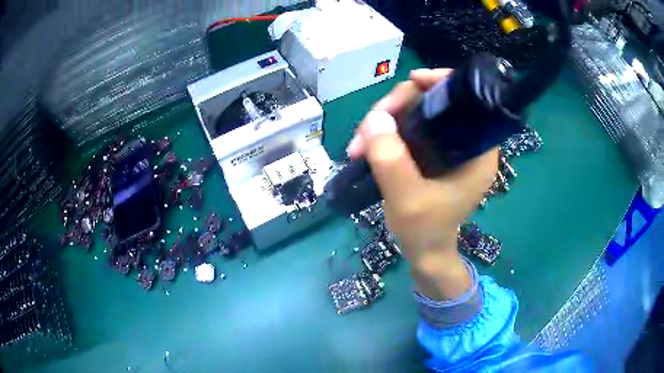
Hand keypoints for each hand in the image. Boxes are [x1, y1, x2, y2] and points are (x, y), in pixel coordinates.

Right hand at [347, 69, 498, 299]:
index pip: (466, 100)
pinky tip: (366, 146)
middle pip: (432, 102)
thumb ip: (392, 160)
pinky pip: (408, 128)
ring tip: (357, 146)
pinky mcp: (431, 153)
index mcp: (478, 150)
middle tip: (365, 130)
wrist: (425, 252)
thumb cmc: (425, 230)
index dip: (440, 82)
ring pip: (415, 113)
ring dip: (383, 122)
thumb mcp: (407, 199)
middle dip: (396, 108)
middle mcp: (466, 142)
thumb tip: (375, 118)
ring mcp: (447, 147)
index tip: (412, 81)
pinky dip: (386, 133)